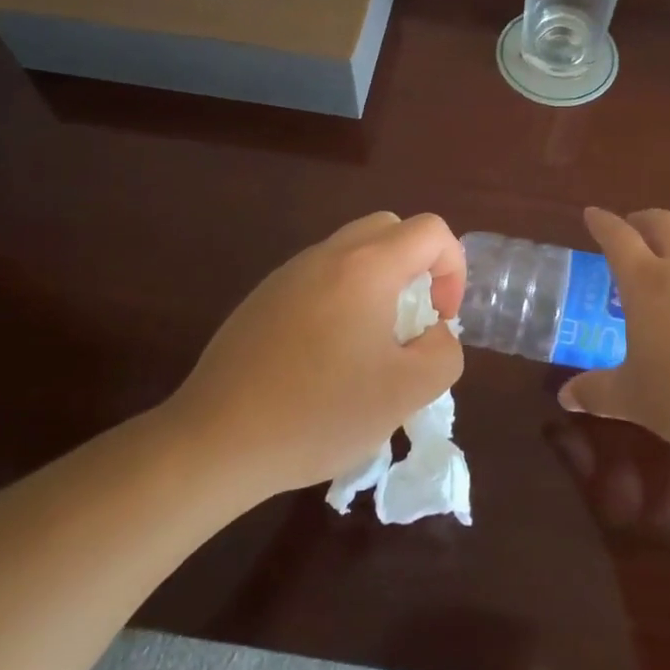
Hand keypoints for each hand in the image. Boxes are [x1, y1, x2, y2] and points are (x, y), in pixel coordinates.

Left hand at [165, 212, 465, 500]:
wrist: (216, 440)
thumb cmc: (319, 413)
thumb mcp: (406, 393)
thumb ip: (443, 352)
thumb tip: (434, 332)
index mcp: (367, 267)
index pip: (431, 230)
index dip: (453, 268)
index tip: (440, 320)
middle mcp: (327, 255)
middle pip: (391, 229)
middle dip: (418, 266)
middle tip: (412, 321)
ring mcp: (289, 273)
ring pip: (353, 252)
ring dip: (379, 282)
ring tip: (371, 344)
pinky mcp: (263, 297)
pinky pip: (320, 277)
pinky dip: (343, 297)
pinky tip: (326, 357)